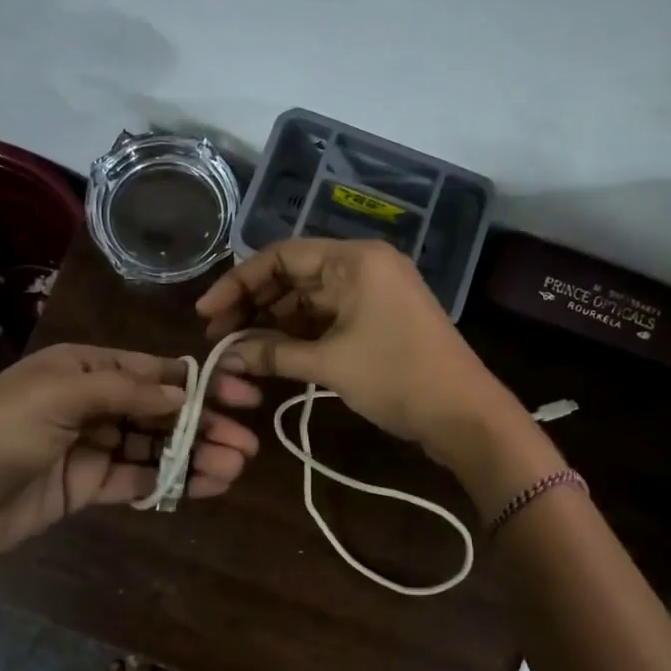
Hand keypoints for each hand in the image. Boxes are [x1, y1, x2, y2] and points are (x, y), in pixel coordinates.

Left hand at [0, 343, 260, 571]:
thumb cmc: (0, 430)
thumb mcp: (62, 394)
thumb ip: (128, 392)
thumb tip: (186, 391)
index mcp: (85, 367)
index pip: (156, 371)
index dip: (202, 382)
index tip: (245, 395)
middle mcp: (92, 401)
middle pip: (162, 411)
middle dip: (205, 424)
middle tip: (247, 445)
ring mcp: (91, 446)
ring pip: (155, 447)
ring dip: (195, 456)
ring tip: (235, 468)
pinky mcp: (87, 486)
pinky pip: (138, 479)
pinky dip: (170, 481)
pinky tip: (204, 486)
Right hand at [195, 239, 516, 462]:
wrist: (464, 415)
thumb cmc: (397, 377)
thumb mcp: (330, 364)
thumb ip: (272, 353)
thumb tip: (224, 356)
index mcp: (355, 260)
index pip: (281, 256)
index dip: (238, 283)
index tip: (206, 314)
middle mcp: (362, 266)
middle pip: (293, 276)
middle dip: (253, 306)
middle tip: (217, 338)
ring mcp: (372, 293)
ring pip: (307, 300)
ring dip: (273, 323)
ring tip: (237, 351)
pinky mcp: (377, 320)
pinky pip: (327, 318)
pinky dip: (298, 335)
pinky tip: (270, 355)